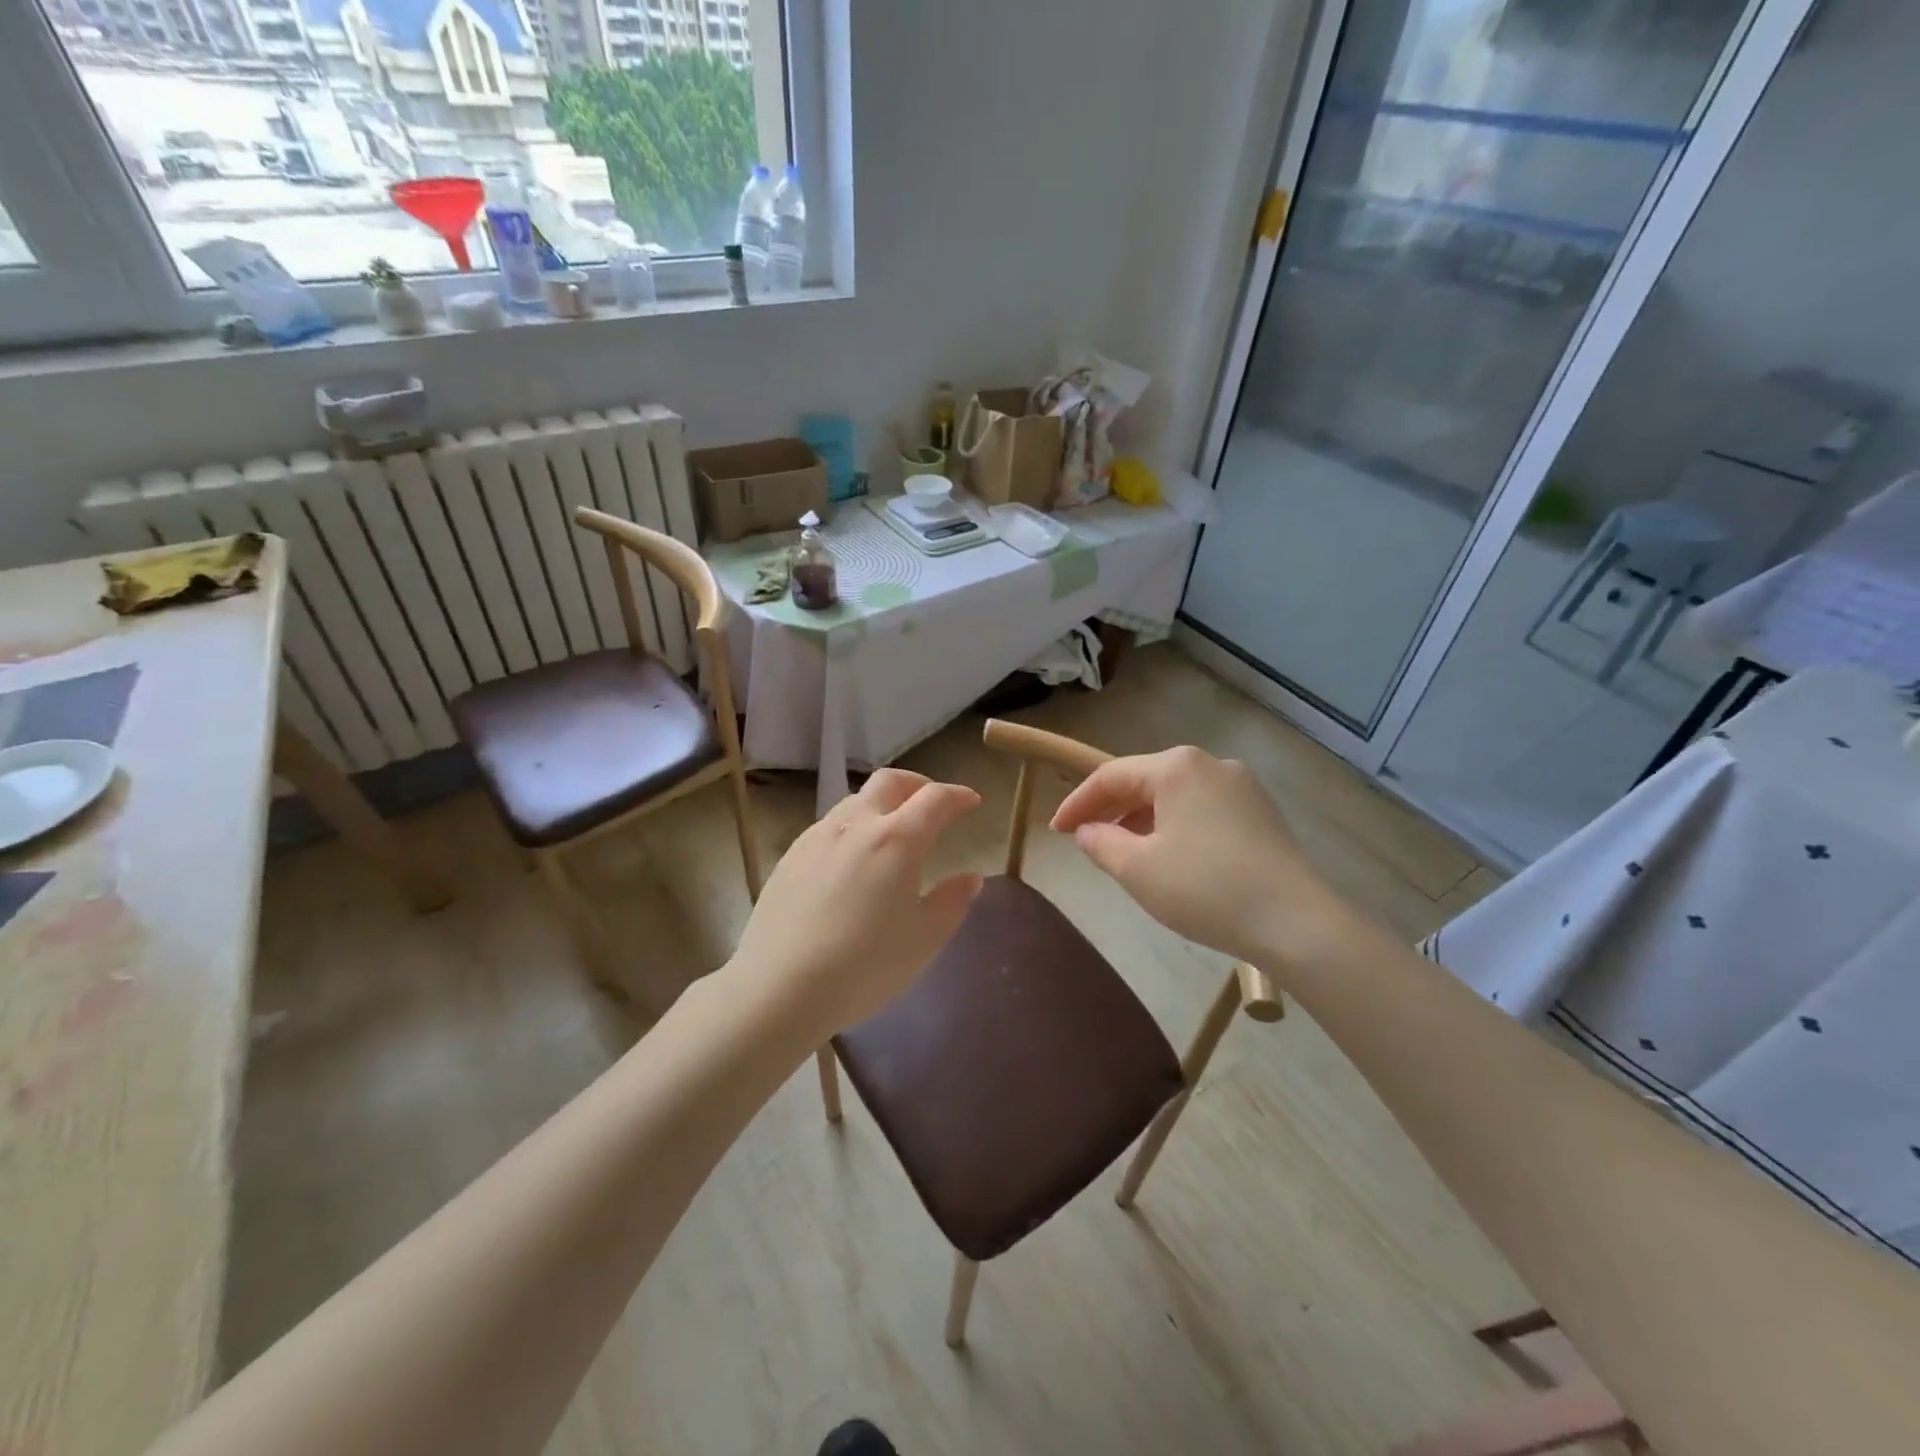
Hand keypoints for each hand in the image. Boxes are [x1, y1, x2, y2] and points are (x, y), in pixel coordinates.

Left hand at [729, 768, 982, 1037]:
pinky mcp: (790, 857)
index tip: (972, 802)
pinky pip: (829, 827)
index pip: (935, 799)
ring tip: (891, 834)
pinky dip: (852, 829)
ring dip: (881, 805)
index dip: (957, 796)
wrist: (779, 988)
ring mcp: (817, 837)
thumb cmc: (865, 966)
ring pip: (855, 801)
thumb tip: (969, 878)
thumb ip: (952, 902)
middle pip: (889, 782)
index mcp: (897, 839)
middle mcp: (856, 825)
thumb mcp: (924, 940)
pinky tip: (851, 862)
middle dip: (917, 785)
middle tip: (931, 804)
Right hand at [1049, 746, 1349, 968]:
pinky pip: (1202, 810)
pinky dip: (1174, 826)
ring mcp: (1241, 787)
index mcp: (1177, 767)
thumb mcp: (1137, 869)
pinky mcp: (1261, 813)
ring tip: (1122, 851)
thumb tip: (1088, 830)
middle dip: (1111, 809)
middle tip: (1084, 838)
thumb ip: (1101, 843)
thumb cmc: (1205, 889)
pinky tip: (1168, 856)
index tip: (1055, 831)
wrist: (1295, 923)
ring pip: (1175, 796)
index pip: (1111, 776)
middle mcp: (1210, 764)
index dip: (1077, 802)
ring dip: (1142, 819)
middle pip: (1145, 780)